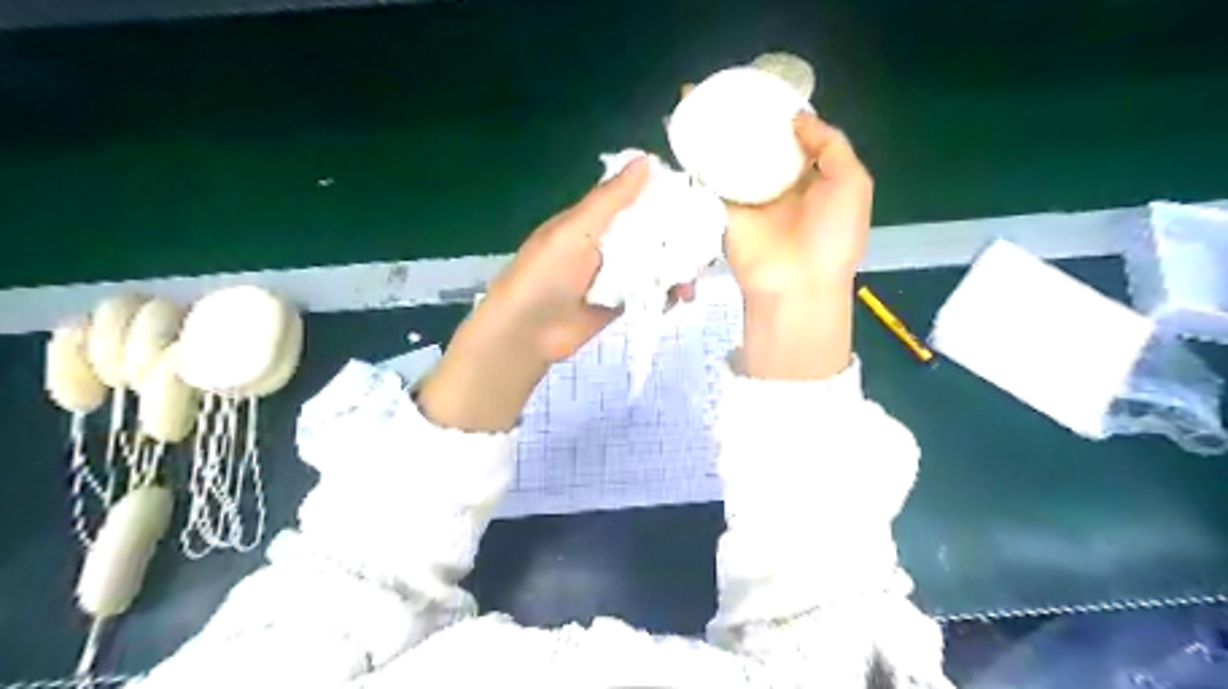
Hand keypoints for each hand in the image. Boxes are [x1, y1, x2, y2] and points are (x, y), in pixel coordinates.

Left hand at [419, 157, 695, 429]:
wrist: (527, 332)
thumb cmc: (545, 274)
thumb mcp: (576, 230)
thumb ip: (610, 200)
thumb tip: (648, 160)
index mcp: (595, 218)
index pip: (637, 198)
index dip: (667, 196)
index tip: (701, 198)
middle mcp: (609, 242)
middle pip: (653, 233)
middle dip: (680, 239)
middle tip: (706, 248)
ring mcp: (617, 274)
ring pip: (656, 264)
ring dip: (677, 270)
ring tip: (690, 285)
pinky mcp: (622, 302)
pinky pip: (650, 292)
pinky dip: (666, 294)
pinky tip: (676, 299)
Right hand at [682, 82, 872, 381]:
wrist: (797, 284)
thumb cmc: (832, 234)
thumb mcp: (852, 182)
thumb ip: (829, 144)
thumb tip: (796, 117)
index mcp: (812, 176)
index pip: (793, 137)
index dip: (779, 112)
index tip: (761, 86)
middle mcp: (778, 184)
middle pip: (758, 144)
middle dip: (743, 117)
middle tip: (722, 84)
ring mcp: (749, 197)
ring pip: (731, 158)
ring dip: (715, 131)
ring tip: (696, 96)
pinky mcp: (723, 210)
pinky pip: (710, 179)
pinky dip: (698, 157)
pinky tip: (685, 128)